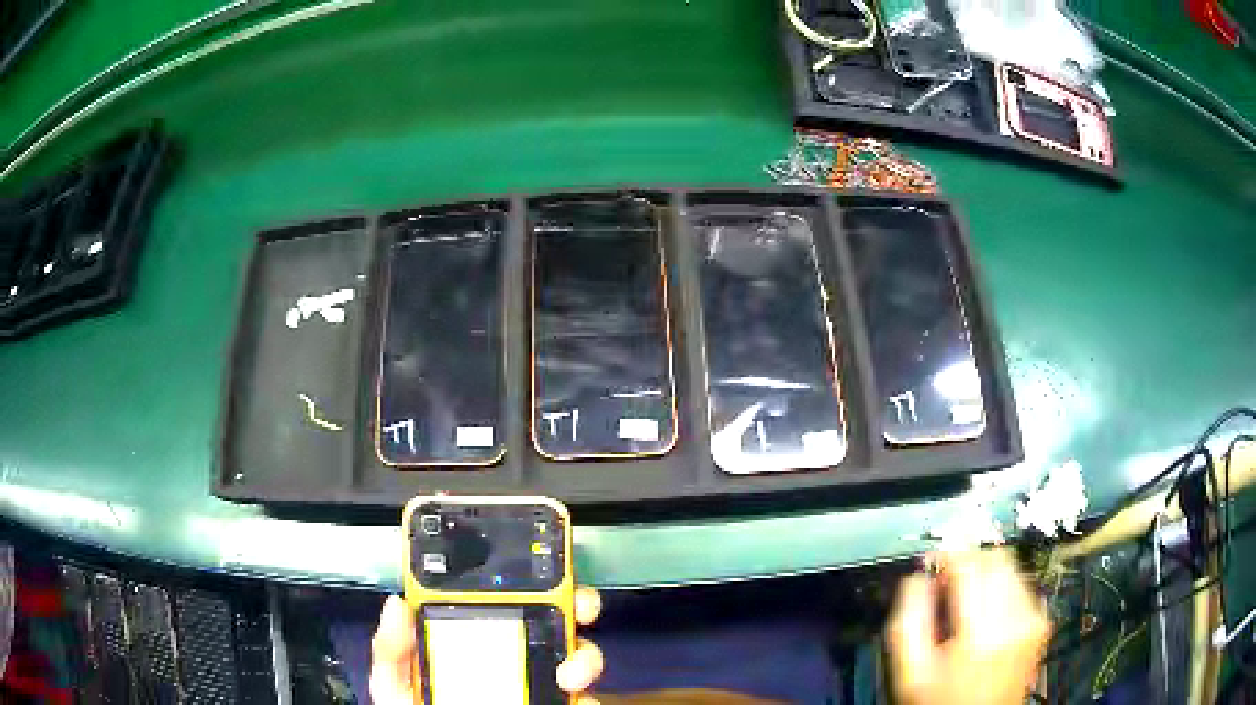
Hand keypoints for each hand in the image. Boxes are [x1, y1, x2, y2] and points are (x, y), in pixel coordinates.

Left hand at [370, 587, 605, 704]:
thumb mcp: (395, 681)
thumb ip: (392, 649)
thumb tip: (397, 605)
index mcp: (473, 641)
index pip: (502, 601)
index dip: (526, 579)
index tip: (541, 570)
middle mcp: (513, 659)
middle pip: (554, 622)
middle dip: (575, 605)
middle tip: (577, 609)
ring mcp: (538, 687)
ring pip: (577, 659)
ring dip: (585, 658)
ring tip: (569, 674)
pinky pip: (583, 701)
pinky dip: (586, 699)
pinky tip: (572, 701)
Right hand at [887, 551, 1050, 704]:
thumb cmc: (940, 702)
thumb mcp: (910, 672)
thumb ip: (909, 619)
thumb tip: (918, 576)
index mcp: (982, 631)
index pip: (970, 563)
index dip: (948, 554)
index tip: (932, 561)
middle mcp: (1018, 618)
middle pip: (997, 558)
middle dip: (969, 561)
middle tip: (947, 582)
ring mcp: (1035, 620)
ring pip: (1012, 568)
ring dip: (987, 574)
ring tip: (966, 601)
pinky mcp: (1042, 624)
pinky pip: (1023, 586)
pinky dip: (1003, 589)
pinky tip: (987, 615)